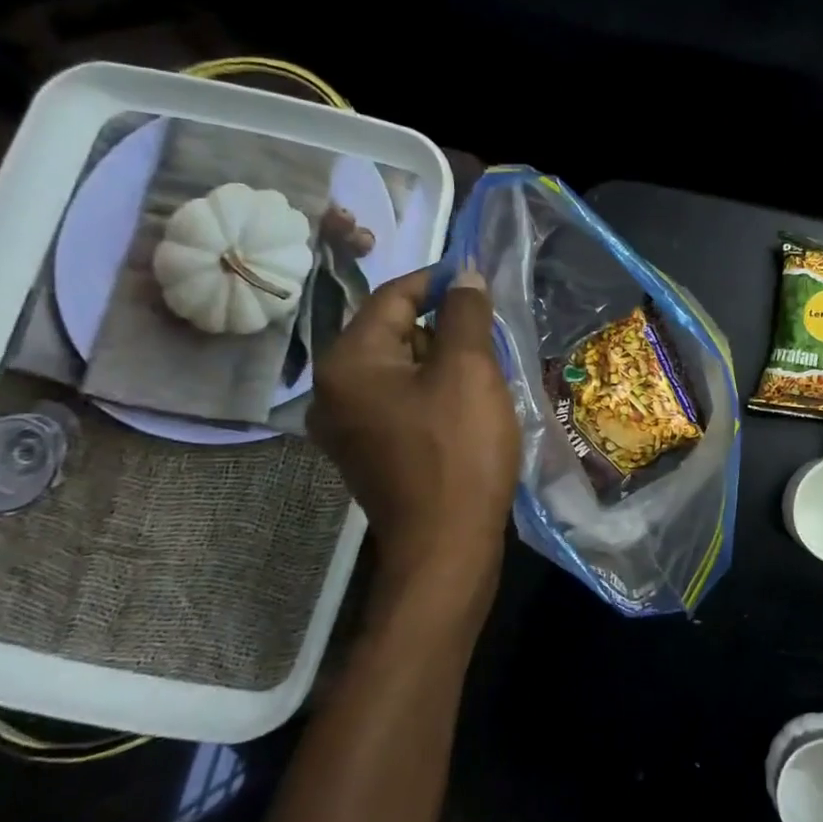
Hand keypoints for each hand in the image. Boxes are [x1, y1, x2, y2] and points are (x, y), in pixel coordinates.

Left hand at [308, 267, 520, 611]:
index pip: (392, 296)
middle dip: (443, 325)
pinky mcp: (366, 450)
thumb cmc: (458, 450)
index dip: (438, 280)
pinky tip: (467, 404)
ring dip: (441, 360)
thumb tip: (465, 276)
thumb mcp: (469, 370)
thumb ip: (465, 313)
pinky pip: (399, 400)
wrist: (446, 544)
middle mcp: (332, 389)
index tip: (479, 277)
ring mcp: (345, 425)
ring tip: (486, 369)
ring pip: (399, 368)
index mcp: (348, 362)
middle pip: (393, 332)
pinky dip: (431, 390)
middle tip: (490, 332)